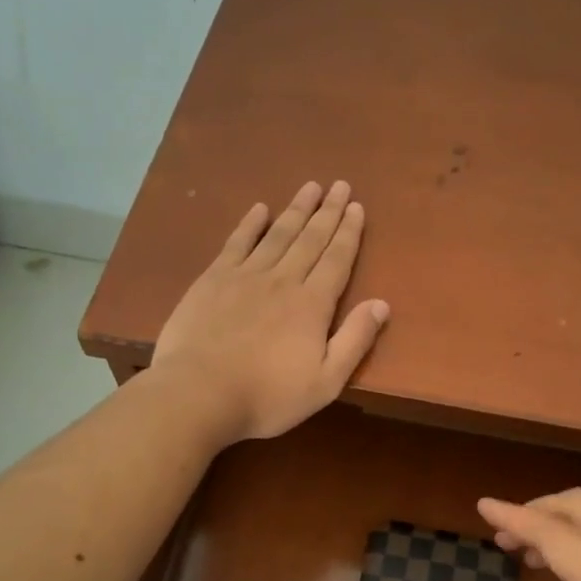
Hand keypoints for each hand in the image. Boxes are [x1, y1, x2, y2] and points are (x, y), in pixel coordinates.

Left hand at [152, 180, 389, 442]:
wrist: (199, 393)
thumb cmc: (267, 396)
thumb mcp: (325, 382)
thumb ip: (355, 341)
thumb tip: (382, 304)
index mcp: (312, 305)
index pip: (337, 260)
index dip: (349, 233)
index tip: (356, 207)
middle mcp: (283, 280)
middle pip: (310, 239)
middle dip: (327, 212)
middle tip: (339, 185)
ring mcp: (245, 276)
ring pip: (277, 234)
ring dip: (295, 210)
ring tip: (310, 187)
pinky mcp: (212, 280)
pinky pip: (236, 243)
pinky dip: (249, 224)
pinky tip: (259, 209)